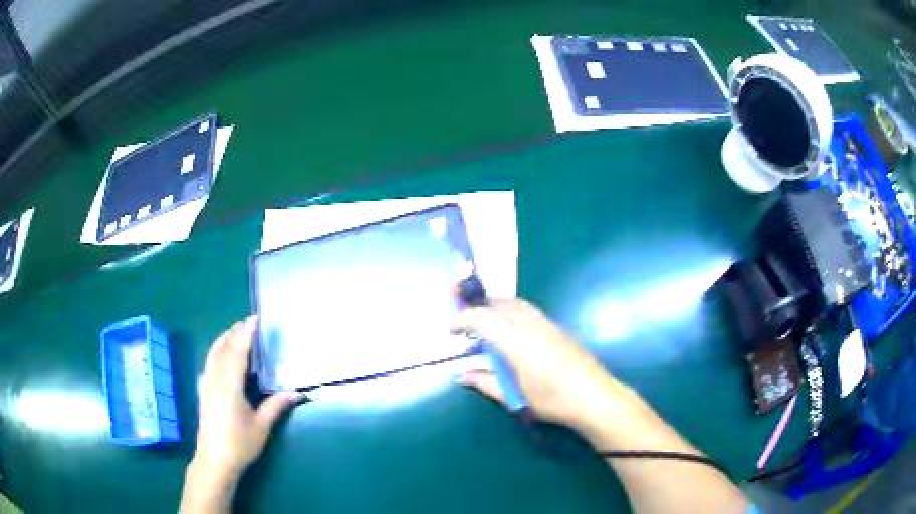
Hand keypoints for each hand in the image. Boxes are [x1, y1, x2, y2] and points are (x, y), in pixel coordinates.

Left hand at [192, 317, 299, 481]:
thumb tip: (298, 392)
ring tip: (237, 332)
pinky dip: (218, 350)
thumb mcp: (261, 426)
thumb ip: (276, 405)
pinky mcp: (204, 390)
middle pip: (222, 348)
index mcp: (230, 386)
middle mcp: (215, 379)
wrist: (214, 460)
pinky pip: (210, 361)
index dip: (246, 334)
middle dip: (234, 332)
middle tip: (249, 322)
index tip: (255, 319)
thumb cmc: (239, 444)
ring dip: (224, 339)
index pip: (237, 352)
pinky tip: (224, 354)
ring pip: (213, 353)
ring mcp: (207, 384)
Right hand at [454, 299, 625, 430]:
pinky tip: (513, 333)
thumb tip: (461, 375)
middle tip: (465, 325)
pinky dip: (512, 313)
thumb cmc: (552, 400)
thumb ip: (486, 383)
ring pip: (515, 303)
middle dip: (478, 310)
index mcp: (516, 341)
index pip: (481, 318)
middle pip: (498, 304)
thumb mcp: (515, 397)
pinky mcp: (558, 328)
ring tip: (487, 326)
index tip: (450, 331)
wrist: (595, 397)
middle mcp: (530, 324)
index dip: (461, 320)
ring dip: (496, 308)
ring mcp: (547, 323)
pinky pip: (528, 310)